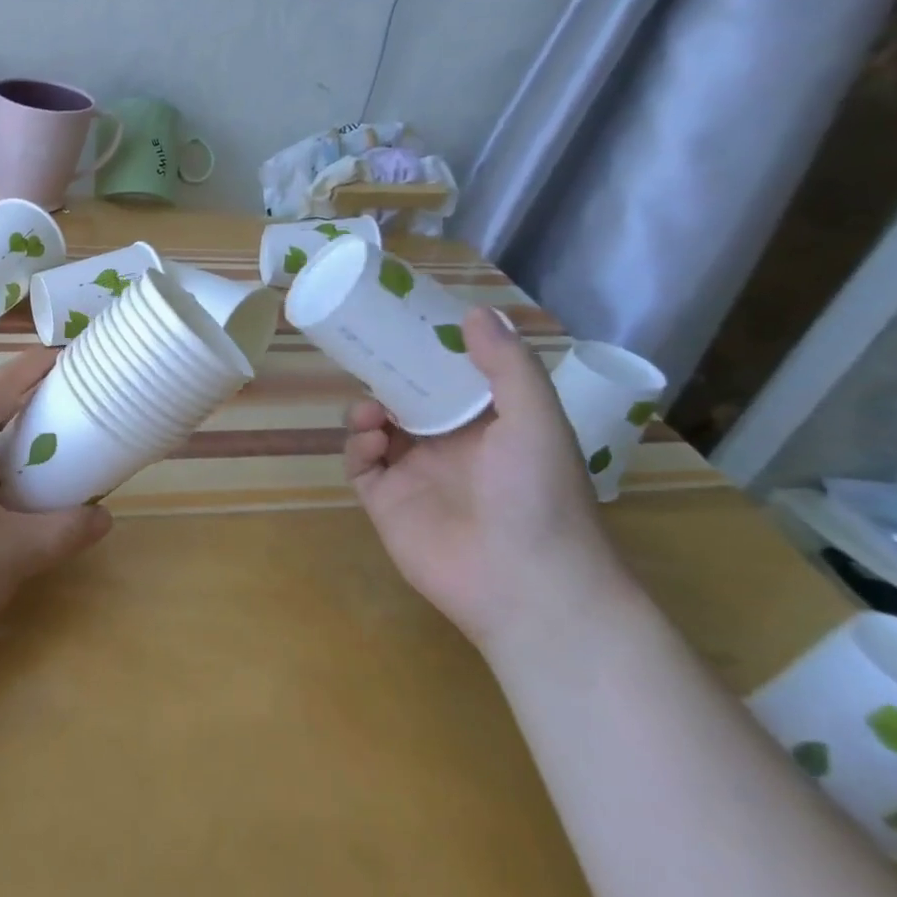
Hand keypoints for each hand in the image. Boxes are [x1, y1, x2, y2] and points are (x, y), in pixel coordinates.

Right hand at [342, 307, 631, 656]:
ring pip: (376, 432)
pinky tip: (370, 442)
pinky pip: (359, 466)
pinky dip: (357, 448)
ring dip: (367, 412)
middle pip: (405, 402)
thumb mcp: (536, 420)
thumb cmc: (539, 495)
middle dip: (387, 380)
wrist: (528, 586)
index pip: (448, 381)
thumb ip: (508, 366)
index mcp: (486, 428)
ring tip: (372, 412)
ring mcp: (414, 477)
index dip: (426, 355)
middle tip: (369, 358)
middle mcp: (448, 448)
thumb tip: (476, 310)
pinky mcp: (386, 504)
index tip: (404, 326)